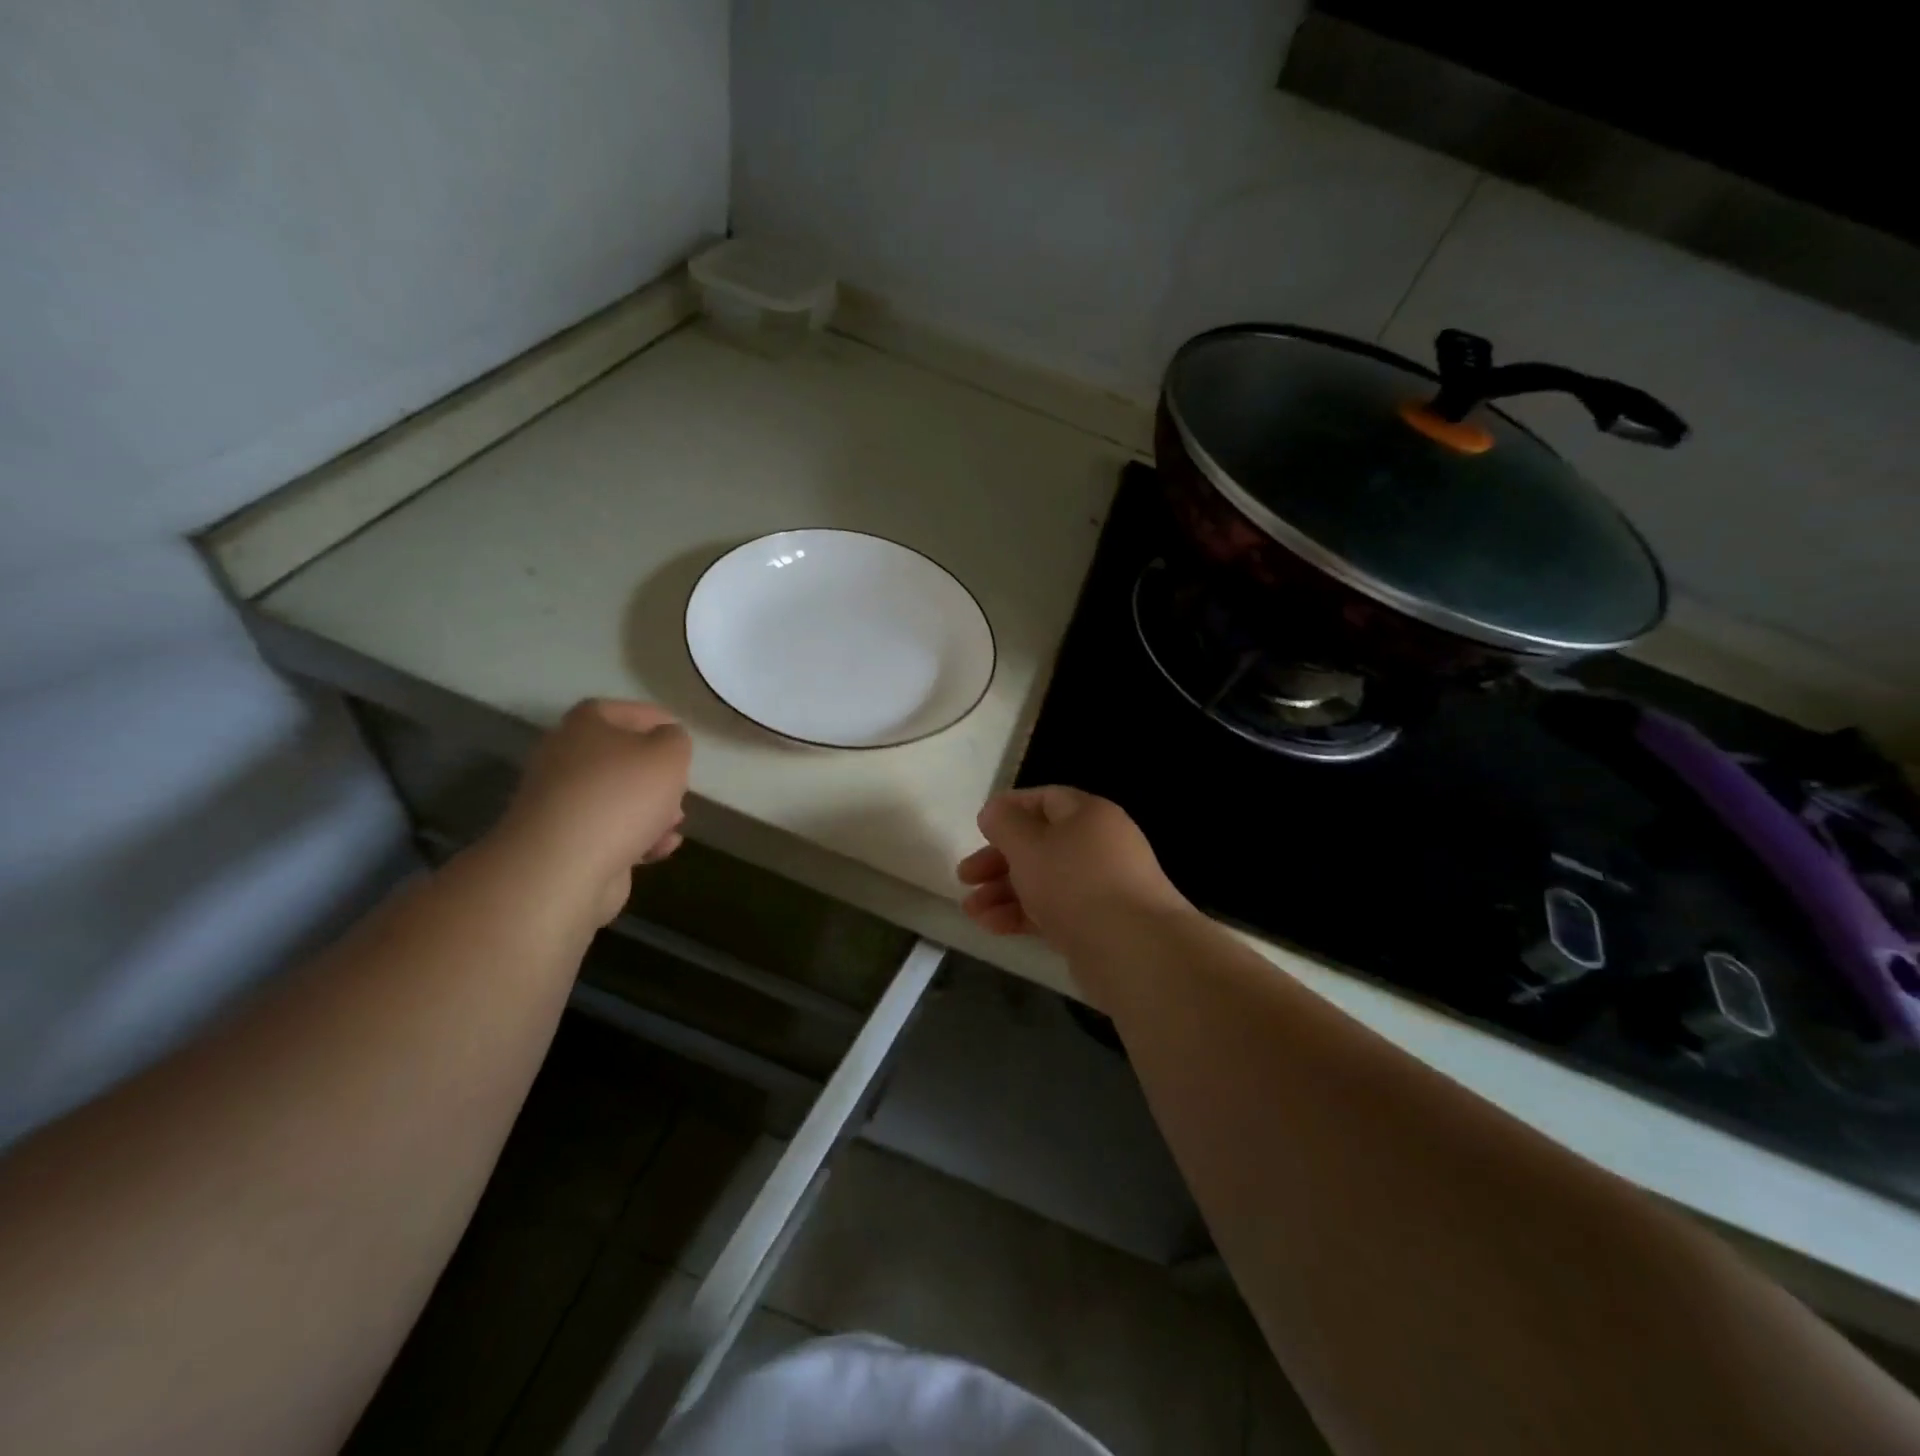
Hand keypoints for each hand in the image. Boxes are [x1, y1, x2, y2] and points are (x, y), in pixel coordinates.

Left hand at [498, 699, 692, 923]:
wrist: (564, 866)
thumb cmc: (622, 796)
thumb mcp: (669, 754)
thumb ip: (676, 740)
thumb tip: (667, 741)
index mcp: (584, 727)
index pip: (621, 711)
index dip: (654, 718)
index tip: (681, 734)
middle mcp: (565, 759)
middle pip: (619, 757)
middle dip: (655, 773)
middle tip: (681, 784)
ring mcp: (562, 804)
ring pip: (617, 798)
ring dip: (651, 809)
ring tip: (676, 823)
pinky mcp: (566, 843)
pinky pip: (610, 832)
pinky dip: (638, 838)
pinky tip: (661, 848)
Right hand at [956, 787, 1190, 950]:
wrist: (1133, 950)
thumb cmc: (1074, 882)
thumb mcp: (1029, 845)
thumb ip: (1004, 824)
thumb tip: (994, 811)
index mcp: (1089, 815)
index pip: (1044, 799)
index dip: (1009, 810)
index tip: (978, 829)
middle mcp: (1099, 845)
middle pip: (1040, 843)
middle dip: (998, 859)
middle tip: (965, 876)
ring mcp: (1101, 887)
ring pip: (1044, 880)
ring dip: (1003, 892)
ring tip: (971, 910)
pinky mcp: (1098, 924)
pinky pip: (1054, 910)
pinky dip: (1023, 914)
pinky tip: (992, 927)